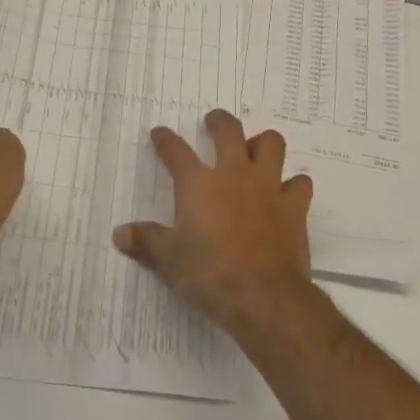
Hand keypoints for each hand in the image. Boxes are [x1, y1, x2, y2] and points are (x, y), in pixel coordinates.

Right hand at [112, 109, 315, 334]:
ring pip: (271, 144)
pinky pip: (299, 183)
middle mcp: (233, 174)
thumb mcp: (169, 261)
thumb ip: (146, 241)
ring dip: (262, 144)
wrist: (263, 297)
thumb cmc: (209, 275)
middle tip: (214, 124)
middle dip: (219, 122)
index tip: (160, 133)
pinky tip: (285, 194)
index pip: (176, 151)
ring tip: (254, 153)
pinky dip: (293, 185)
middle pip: (229, 130)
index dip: (165, 140)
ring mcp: (268, 187)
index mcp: (198, 184)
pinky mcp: (294, 207)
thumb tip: (120, 234)